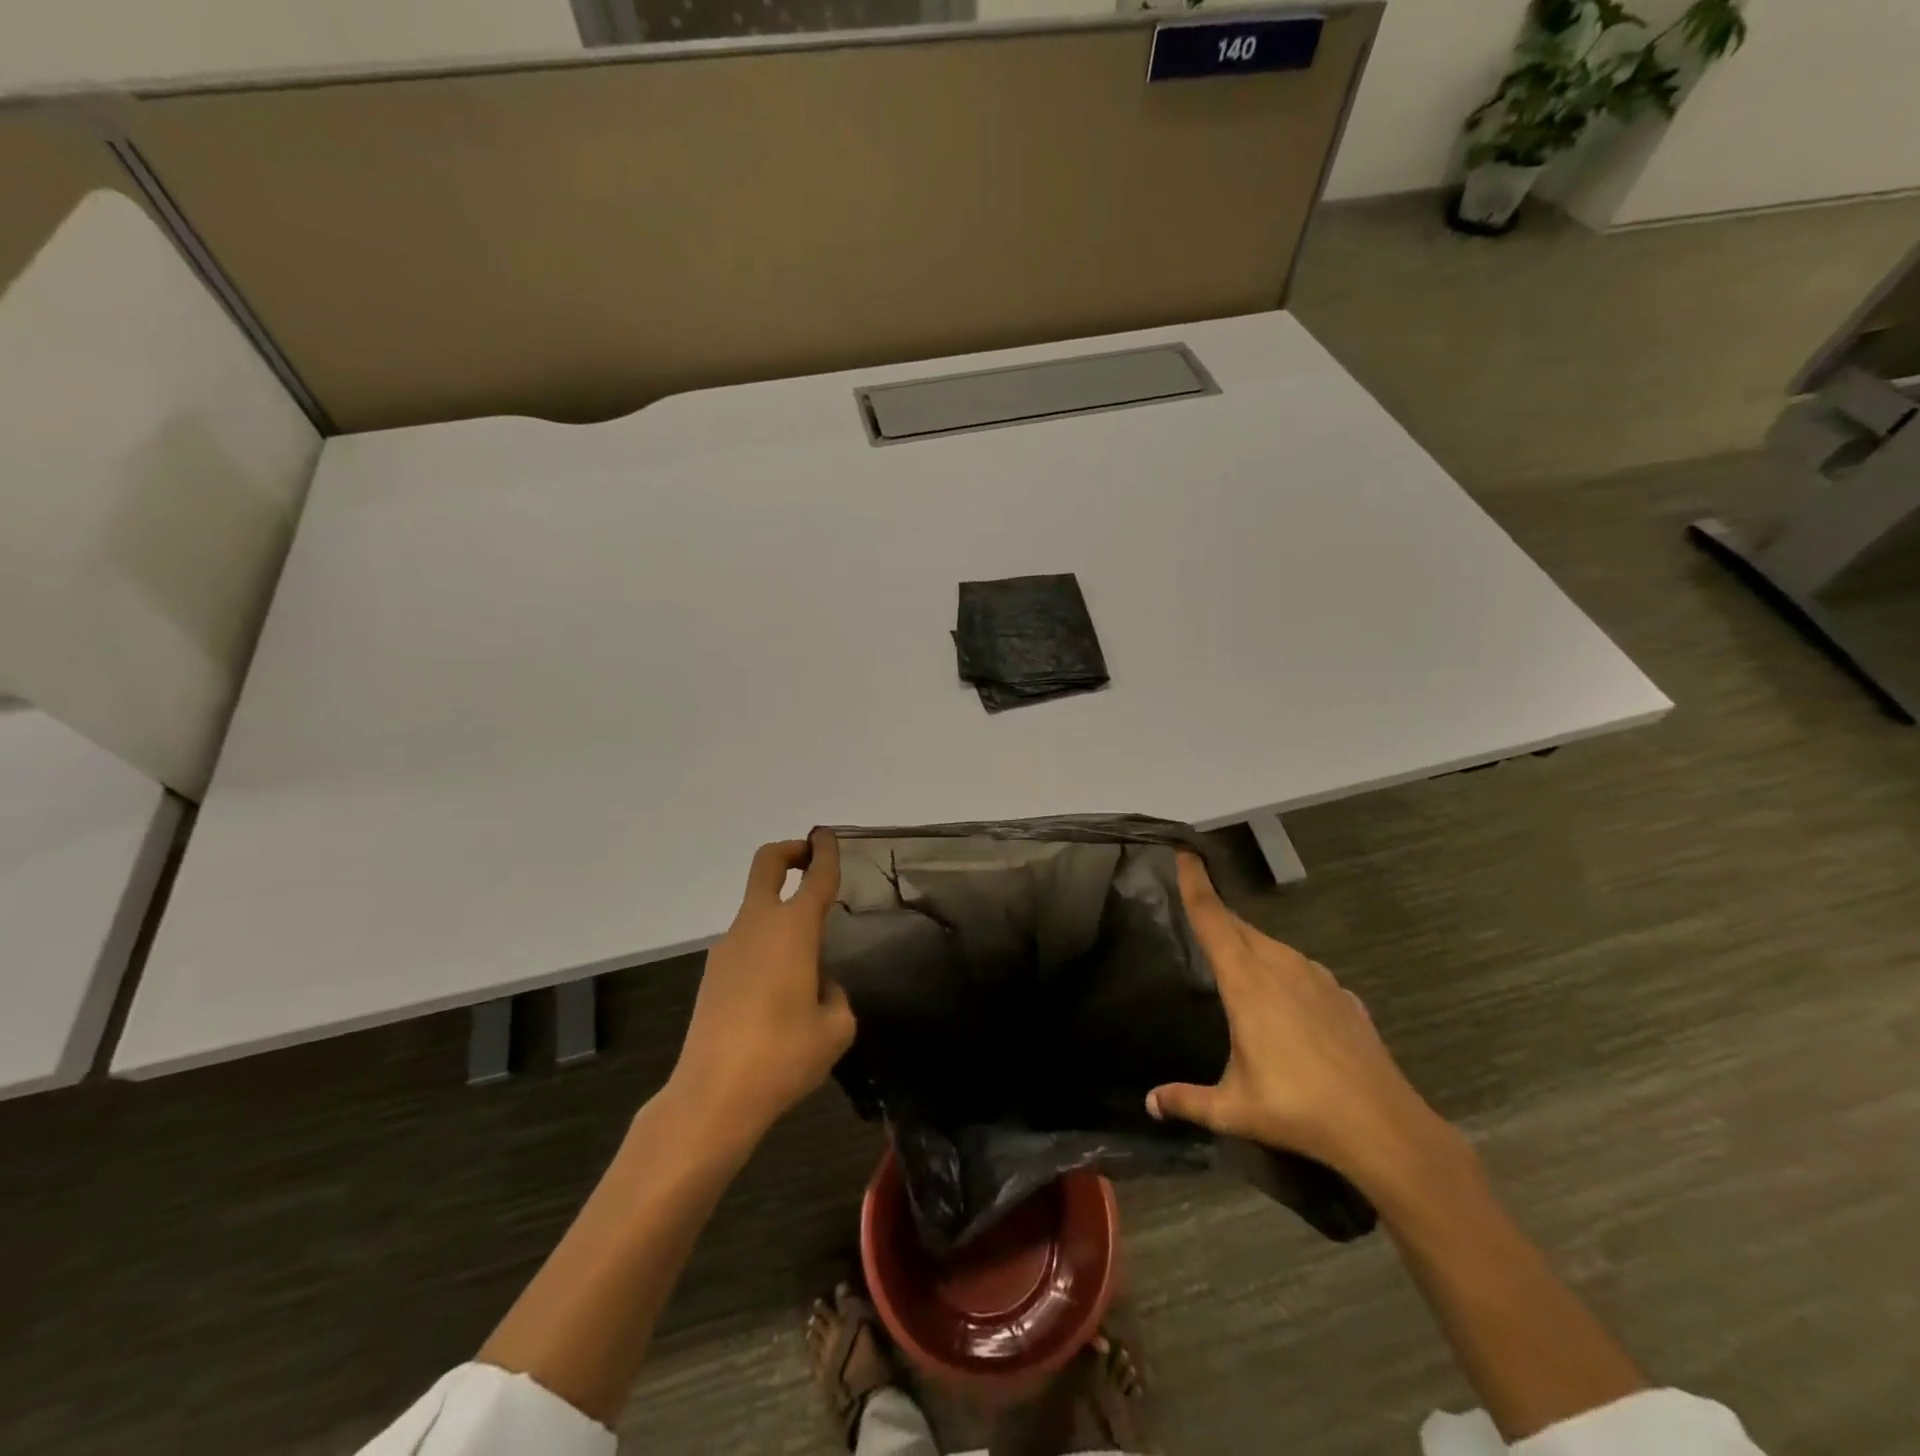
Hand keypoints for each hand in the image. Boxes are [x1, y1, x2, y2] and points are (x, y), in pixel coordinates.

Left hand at [669, 831, 855, 1147]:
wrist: (712, 1096)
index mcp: (793, 929)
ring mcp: (729, 947)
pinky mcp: (713, 973)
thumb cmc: (783, 1056)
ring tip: (808, 963)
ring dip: (781, 911)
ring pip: (757, 908)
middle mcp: (757, 925)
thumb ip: (836, 994)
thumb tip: (818, 983)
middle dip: (790, 851)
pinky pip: (748, 942)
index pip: (815, 876)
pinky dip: (768, 944)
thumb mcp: (836, 1028)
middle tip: (810, 859)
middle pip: (766, 864)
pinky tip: (780, 992)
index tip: (828, 836)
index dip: (825, 851)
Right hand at [1147, 853, 1451, 1192]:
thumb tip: (1150, 1103)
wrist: (1383, 1127)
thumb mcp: (1233, 1108)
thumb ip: (1187, 1101)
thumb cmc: (1298, 1108)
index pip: (1212, 919)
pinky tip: (1287, 1003)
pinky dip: (1284, 972)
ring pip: (1272, 946)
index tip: (1184, 851)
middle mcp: (1280, 967)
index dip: (1195, 883)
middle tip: (1197, 911)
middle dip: (1217, 915)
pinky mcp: (1344, 996)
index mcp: (1246, 982)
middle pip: (1240, 927)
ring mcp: (1317, 978)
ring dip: (1249, 945)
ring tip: (1236, 962)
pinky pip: (1302, 970)